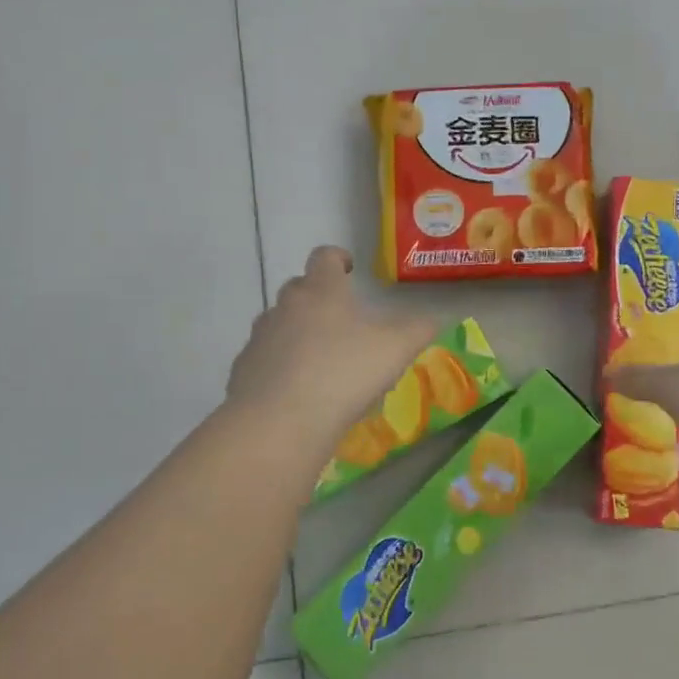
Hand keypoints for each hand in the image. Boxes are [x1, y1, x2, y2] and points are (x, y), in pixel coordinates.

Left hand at [226, 247, 437, 444]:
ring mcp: (260, 337)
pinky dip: (280, 365)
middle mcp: (286, 306)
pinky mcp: (243, 370)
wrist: (279, 422)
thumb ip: (419, 329)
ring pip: (279, 323)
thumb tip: (435, 318)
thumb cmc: (344, 373)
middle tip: (341, 321)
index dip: (337, 258)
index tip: (348, 269)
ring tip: (321, 360)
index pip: (324, 257)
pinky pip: (265, 358)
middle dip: (318, 298)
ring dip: (298, 332)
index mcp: (322, 291)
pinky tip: (297, 391)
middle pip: (299, 288)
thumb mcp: (396, 349)